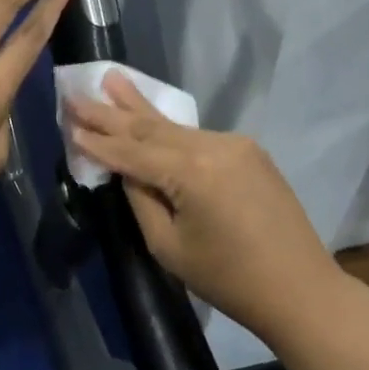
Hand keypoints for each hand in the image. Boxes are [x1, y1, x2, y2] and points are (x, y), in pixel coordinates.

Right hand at [65, 73, 344, 339]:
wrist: (300, 288)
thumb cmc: (228, 279)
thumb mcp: (169, 247)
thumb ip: (142, 200)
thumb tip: (127, 171)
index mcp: (192, 173)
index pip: (132, 151)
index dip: (98, 140)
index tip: (68, 120)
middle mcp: (213, 146)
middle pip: (151, 127)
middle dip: (112, 111)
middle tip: (79, 91)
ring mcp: (235, 144)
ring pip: (175, 127)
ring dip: (140, 109)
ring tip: (112, 81)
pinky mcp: (248, 151)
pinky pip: (197, 138)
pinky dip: (169, 129)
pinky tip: (148, 115)